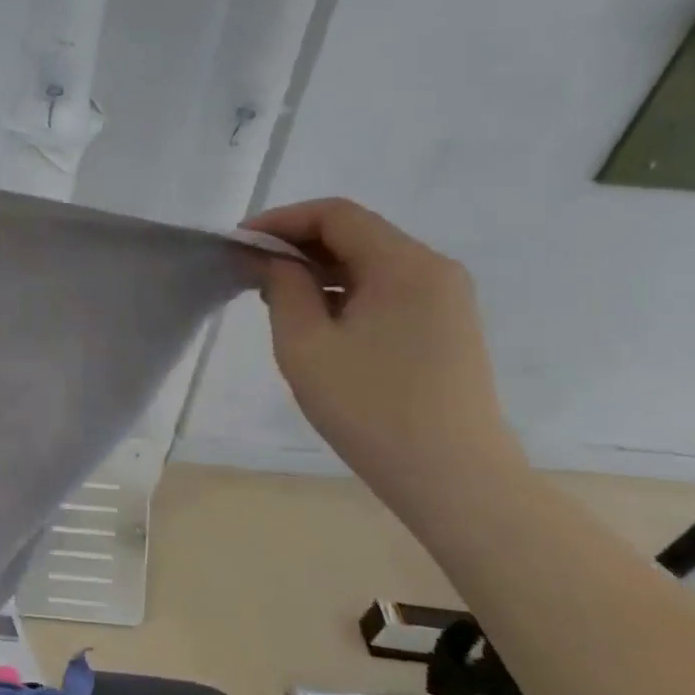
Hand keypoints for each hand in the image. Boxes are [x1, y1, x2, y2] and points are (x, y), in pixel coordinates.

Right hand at [243, 198, 525, 501]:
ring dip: (320, 269)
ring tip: (275, 295)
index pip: (336, 215)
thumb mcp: (306, 345)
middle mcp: (433, 269)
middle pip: (356, 233)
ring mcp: (446, 298)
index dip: (281, 220)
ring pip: (371, 262)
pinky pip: (388, 288)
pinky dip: (346, 290)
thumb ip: (283, 288)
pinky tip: (317, 318)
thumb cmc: (371, 409)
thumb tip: (269, 259)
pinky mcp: (446, 326)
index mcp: (404, 265)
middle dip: (298, 244)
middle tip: (250, 269)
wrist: (455, 479)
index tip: (239, 243)